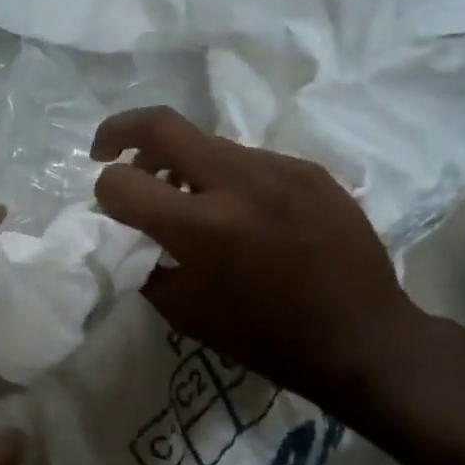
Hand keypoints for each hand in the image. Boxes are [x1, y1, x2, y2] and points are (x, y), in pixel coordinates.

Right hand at [91, 107, 429, 414]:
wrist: (360, 337)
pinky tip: (243, 214)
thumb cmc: (263, 336)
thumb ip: (145, 263)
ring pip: (208, 144)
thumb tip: (129, 232)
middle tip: (107, 151)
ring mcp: (279, 169)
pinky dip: (228, 180)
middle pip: (162, 126)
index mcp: (200, 227)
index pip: (123, 183)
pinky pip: (250, 162)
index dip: (105, 192)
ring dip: (181, 163)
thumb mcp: (183, 311)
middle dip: (120, 132)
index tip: (112, 206)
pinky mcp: (309, 170)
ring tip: (187, 199)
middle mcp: (237, 183)